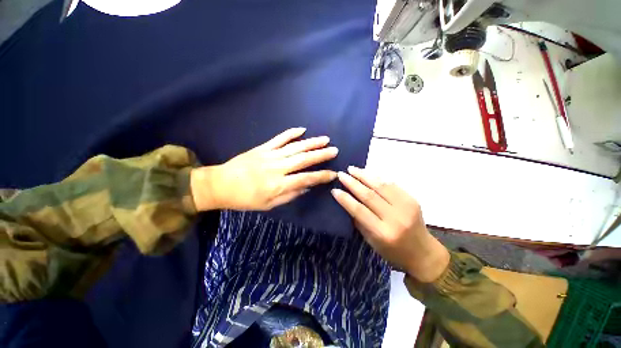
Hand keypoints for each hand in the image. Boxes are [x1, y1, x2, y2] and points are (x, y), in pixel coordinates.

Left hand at [191, 127, 337, 210]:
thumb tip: (306, 187)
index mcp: (278, 185)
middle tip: (334, 150)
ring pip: (295, 147)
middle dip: (321, 155)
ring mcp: (269, 155)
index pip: (306, 179)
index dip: (321, 176)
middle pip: (303, 159)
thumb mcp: (268, 205)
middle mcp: (277, 168)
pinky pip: (279, 139)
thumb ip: (289, 196)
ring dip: (311, 143)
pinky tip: (302, 129)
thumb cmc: (245, 199)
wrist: (220, 185)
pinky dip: (291, 133)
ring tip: (325, 139)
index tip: (333, 173)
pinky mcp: (262, 148)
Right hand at [331, 166, 449, 282]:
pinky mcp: (412, 199)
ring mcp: (406, 207)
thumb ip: (359, 221)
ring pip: (380, 186)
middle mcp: (395, 218)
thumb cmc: (393, 251)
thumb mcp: (371, 241)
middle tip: (341, 174)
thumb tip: (348, 201)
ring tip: (352, 169)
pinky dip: (377, 177)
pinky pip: (391, 184)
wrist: (423, 253)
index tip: (334, 189)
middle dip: (352, 183)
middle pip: (369, 195)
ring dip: (364, 175)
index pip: (359, 210)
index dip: (345, 199)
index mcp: (383, 233)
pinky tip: (367, 173)